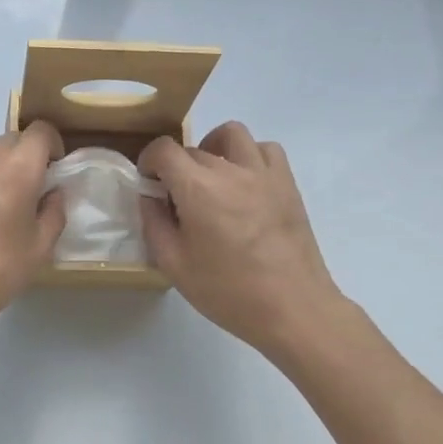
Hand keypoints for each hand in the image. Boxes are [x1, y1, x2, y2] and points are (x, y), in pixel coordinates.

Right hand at [138, 121, 351, 362]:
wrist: (293, 309)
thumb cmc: (228, 291)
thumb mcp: (174, 264)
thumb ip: (154, 222)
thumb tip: (150, 196)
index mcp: (198, 188)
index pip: (164, 149)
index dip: (149, 161)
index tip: (149, 184)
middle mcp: (230, 170)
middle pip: (193, 149)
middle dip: (177, 167)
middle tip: (178, 201)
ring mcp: (263, 173)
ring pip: (231, 135)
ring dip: (213, 148)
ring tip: (211, 178)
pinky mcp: (287, 183)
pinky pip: (265, 150)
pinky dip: (249, 156)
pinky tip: (244, 183)